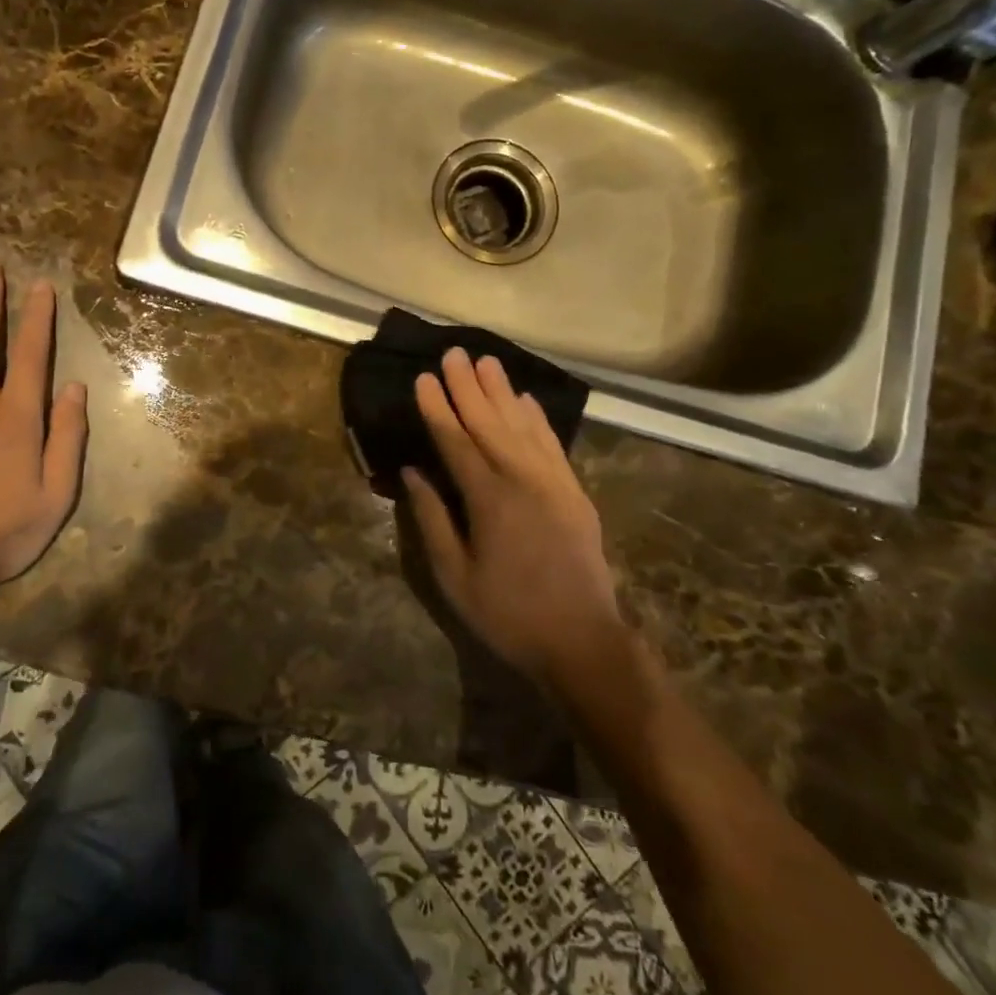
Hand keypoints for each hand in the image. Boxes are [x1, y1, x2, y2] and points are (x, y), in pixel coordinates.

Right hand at [402, 349, 622, 682]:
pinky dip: (537, 418)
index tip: (424, 377)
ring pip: (523, 425)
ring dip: (503, 392)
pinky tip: (526, 400)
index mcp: (489, 498)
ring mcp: (553, 482)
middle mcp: (522, 478)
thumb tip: (413, 472)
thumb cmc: (508, 614)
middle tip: (454, 352)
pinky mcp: (574, 491)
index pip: (456, 441)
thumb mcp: (454, 576)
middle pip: (490, 422)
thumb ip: (432, 519)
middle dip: (469, 386)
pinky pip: (552, 443)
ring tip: (487, 361)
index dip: (438, 408)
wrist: (582, 641)